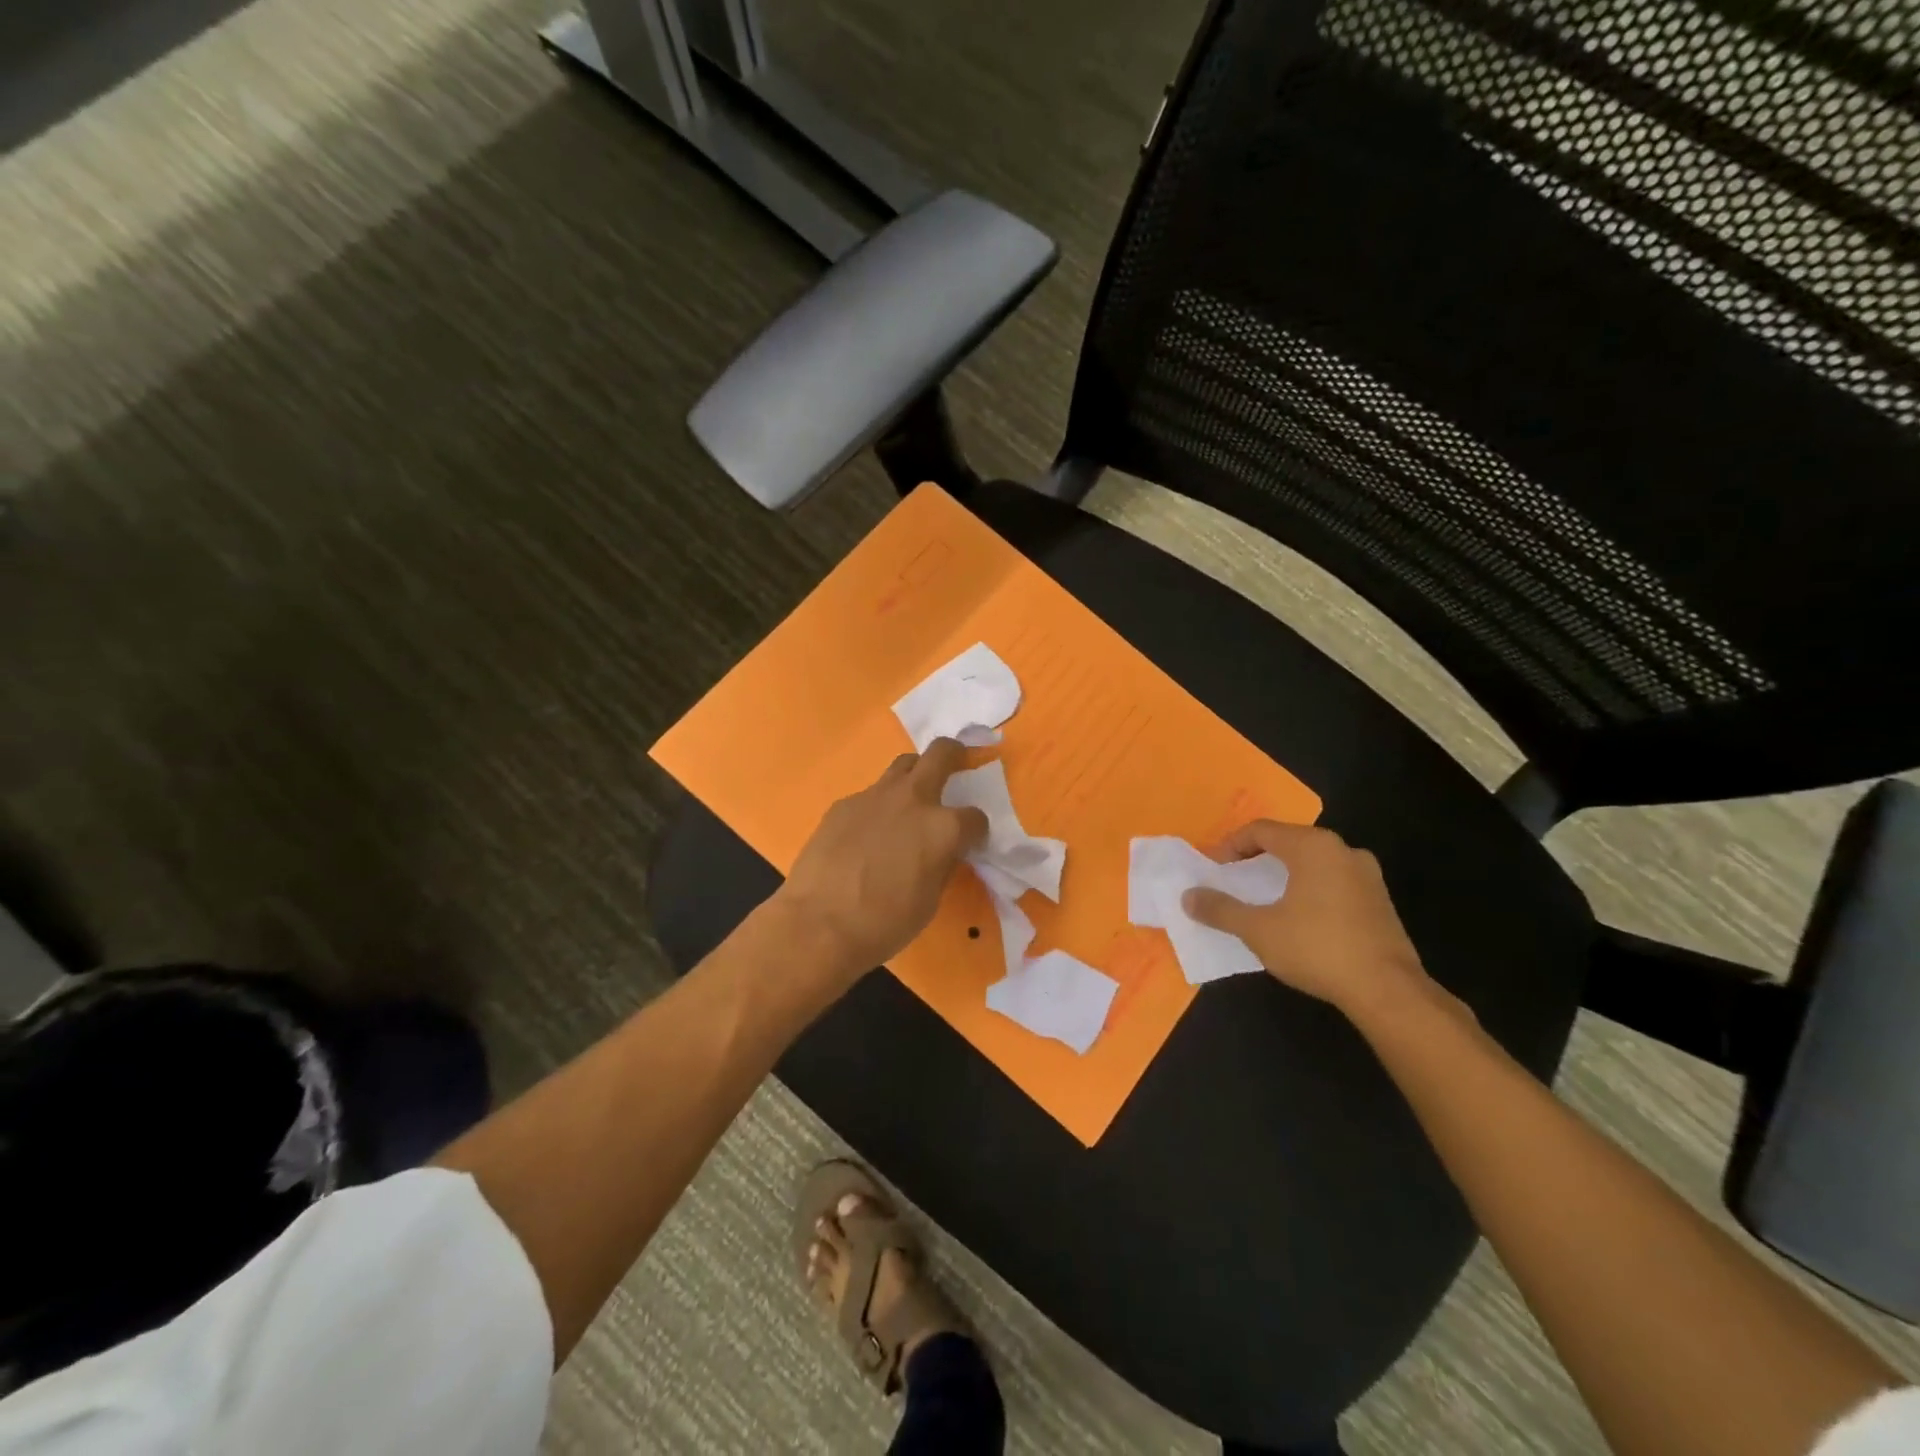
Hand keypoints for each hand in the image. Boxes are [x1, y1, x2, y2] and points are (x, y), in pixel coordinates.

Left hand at [777, 738, 988, 980]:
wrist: (819, 923)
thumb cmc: (884, 923)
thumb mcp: (930, 899)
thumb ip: (942, 864)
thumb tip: (943, 852)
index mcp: (944, 828)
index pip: (975, 817)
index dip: (976, 831)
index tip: (970, 842)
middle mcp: (913, 799)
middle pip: (941, 754)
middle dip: (954, 754)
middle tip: (956, 763)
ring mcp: (875, 796)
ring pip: (903, 765)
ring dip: (914, 774)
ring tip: (911, 798)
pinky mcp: (843, 804)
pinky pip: (870, 795)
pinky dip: (878, 806)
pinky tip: (866, 834)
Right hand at [1182, 821, 1430, 1018]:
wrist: (1388, 990)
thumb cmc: (1317, 948)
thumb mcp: (1258, 930)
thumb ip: (1220, 909)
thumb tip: (1188, 897)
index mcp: (1312, 846)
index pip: (1261, 830)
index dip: (1230, 845)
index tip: (1213, 868)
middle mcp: (1343, 850)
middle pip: (1288, 841)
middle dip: (1257, 858)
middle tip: (1234, 880)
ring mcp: (1367, 874)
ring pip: (1314, 862)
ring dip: (1284, 874)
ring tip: (1264, 898)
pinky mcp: (1380, 901)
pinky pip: (1334, 881)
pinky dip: (1310, 889)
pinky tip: (1299, 917)